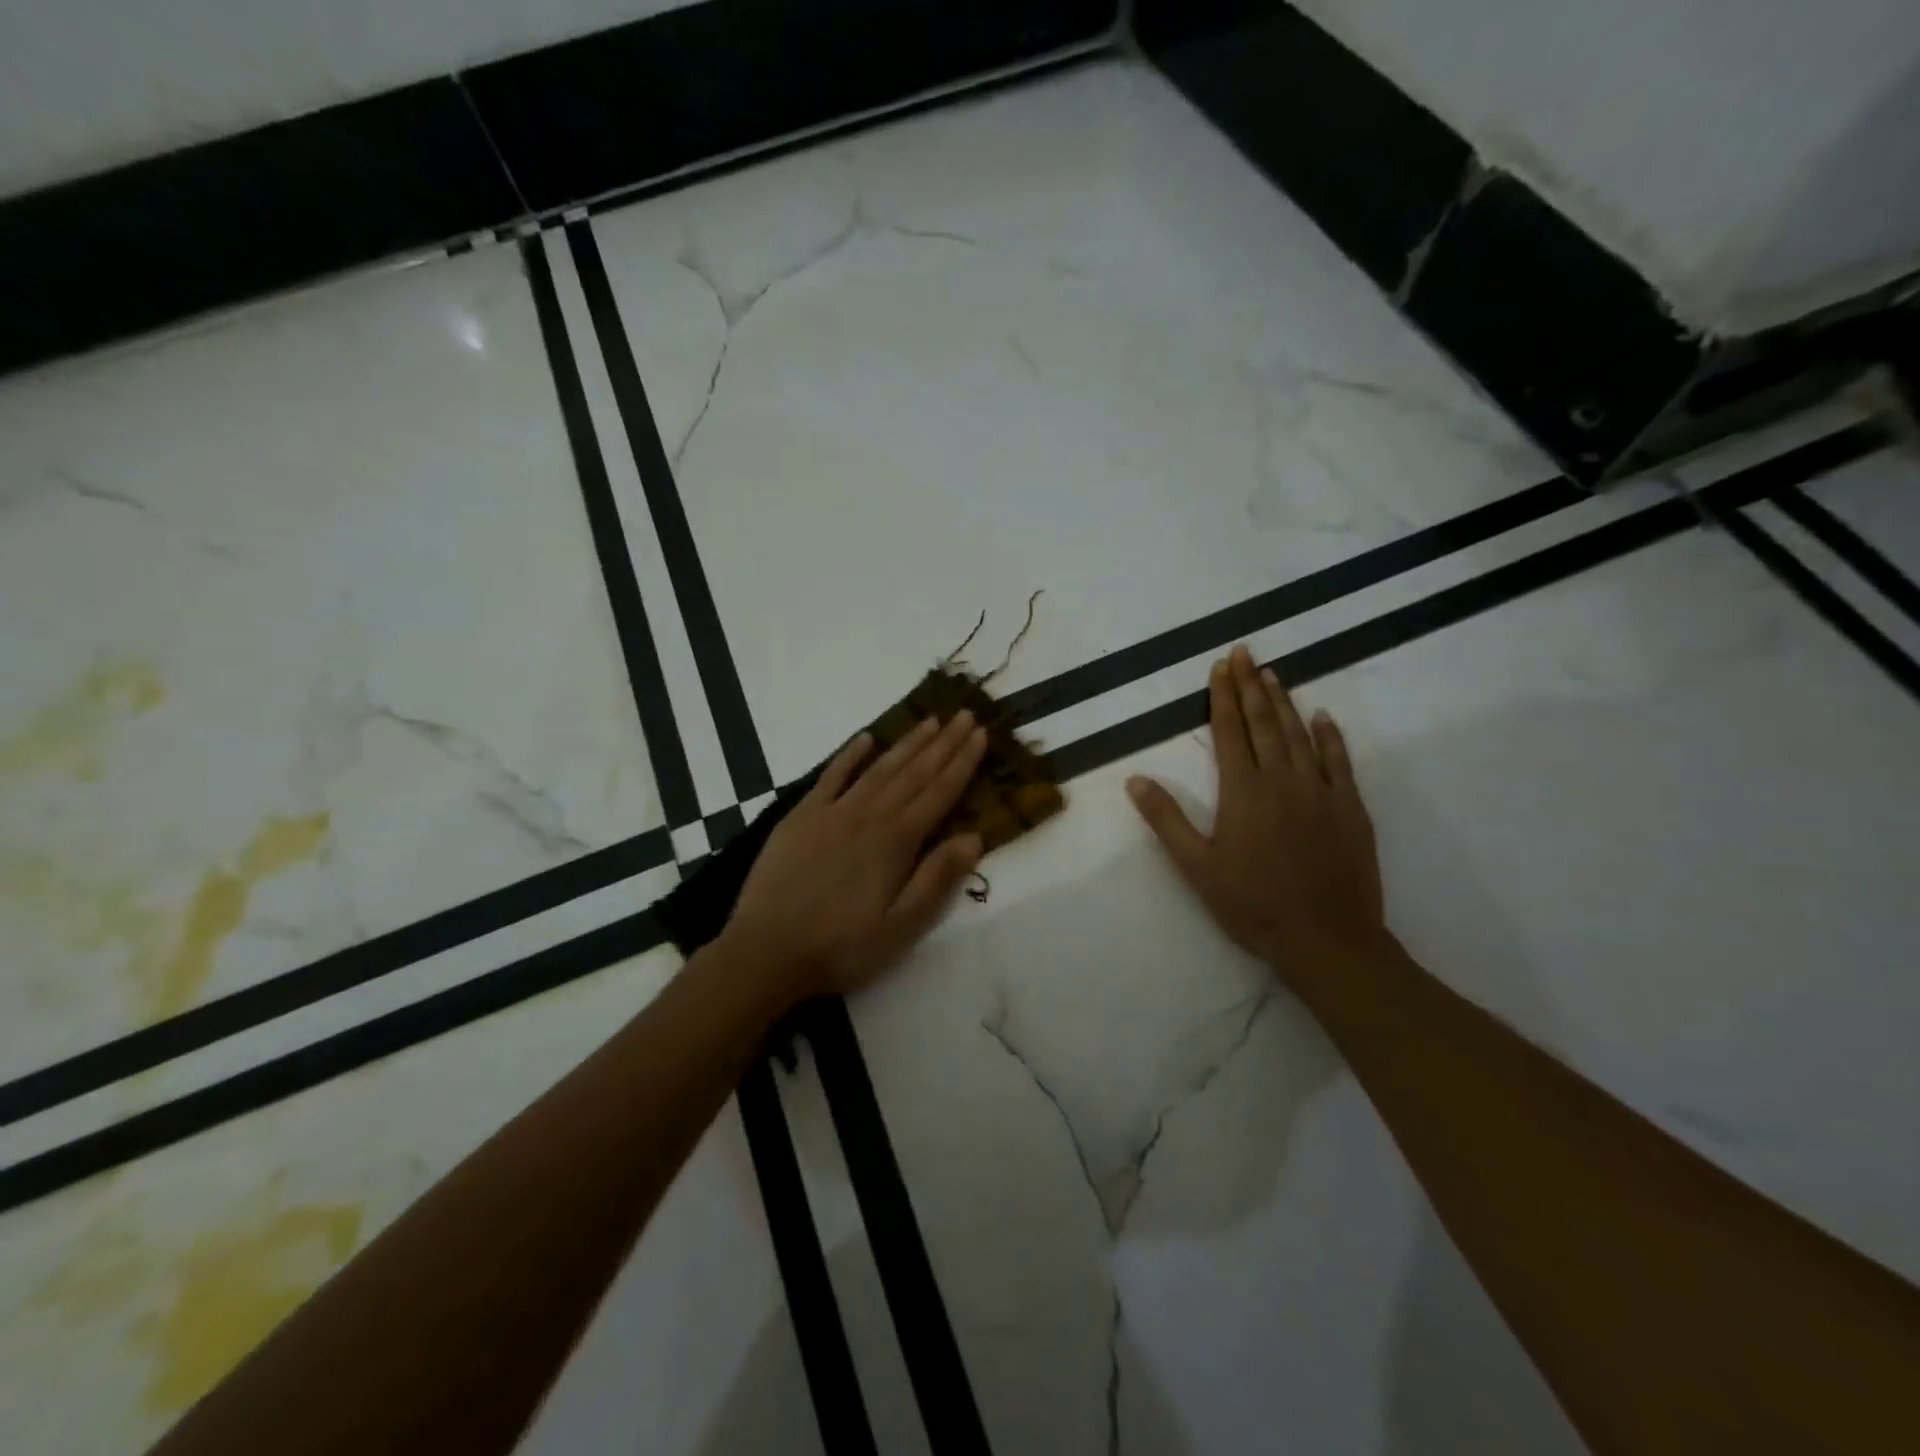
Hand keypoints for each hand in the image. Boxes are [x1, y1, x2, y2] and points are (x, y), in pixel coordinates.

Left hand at [724, 712, 988, 1002]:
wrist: (766, 951)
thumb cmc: (841, 946)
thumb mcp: (901, 927)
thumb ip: (937, 879)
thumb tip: (974, 837)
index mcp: (896, 842)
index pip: (939, 793)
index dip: (963, 763)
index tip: (980, 734)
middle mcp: (869, 816)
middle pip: (914, 773)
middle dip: (943, 743)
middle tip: (965, 714)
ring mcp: (832, 812)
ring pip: (879, 768)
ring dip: (907, 743)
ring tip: (930, 720)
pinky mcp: (802, 816)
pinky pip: (831, 776)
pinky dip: (850, 755)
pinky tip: (866, 739)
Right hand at [1126, 646, 1386, 983]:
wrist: (1327, 939)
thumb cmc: (1253, 904)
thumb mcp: (1196, 867)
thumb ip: (1166, 819)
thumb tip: (1135, 779)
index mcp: (1243, 791)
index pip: (1229, 730)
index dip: (1222, 695)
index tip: (1220, 666)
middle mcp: (1282, 780)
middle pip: (1263, 722)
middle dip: (1250, 685)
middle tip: (1244, 652)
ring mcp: (1320, 791)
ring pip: (1299, 734)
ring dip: (1283, 702)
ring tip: (1272, 674)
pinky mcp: (1350, 808)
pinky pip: (1340, 761)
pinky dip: (1330, 736)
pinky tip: (1323, 717)